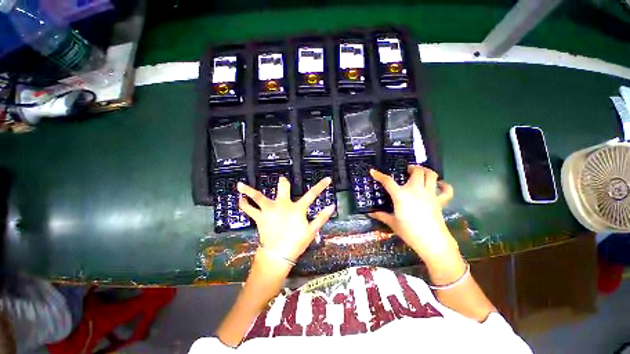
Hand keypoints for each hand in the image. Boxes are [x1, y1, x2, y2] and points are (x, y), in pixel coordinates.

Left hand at [237, 177, 335, 262]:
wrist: (278, 256)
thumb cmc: (296, 243)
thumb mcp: (311, 231)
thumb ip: (322, 217)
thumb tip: (332, 206)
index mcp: (297, 208)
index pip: (312, 194)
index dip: (320, 186)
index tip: (327, 179)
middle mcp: (282, 205)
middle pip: (283, 189)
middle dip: (283, 183)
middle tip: (283, 180)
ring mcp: (269, 211)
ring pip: (258, 197)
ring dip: (249, 191)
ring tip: (240, 185)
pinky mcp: (260, 218)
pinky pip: (250, 210)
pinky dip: (244, 204)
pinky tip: (241, 200)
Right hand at [368, 166, 457, 261]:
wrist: (432, 242)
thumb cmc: (409, 232)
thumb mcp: (392, 223)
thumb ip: (381, 216)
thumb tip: (370, 214)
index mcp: (401, 195)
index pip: (388, 181)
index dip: (379, 175)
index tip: (373, 171)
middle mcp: (416, 190)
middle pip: (417, 172)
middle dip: (412, 168)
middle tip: (407, 170)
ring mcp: (429, 194)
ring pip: (431, 175)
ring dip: (426, 171)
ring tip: (421, 172)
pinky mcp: (440, 201)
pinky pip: (446, 190)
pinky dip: (444, 185)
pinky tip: (440, 185)